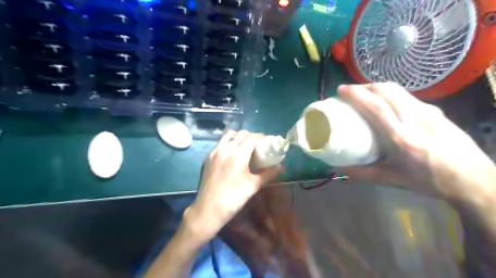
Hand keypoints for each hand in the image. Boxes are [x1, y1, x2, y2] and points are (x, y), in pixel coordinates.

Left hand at [182, 129, 282, 242]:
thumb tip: (282, 167)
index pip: (251, 137)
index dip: (260, 136)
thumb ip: (268, 174)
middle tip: (256, 145)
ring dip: (238, 136)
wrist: (208, 210)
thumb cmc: (233, 199)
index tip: (266, 141)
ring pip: (228, 135)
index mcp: (237, 156)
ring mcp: (215, 152)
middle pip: (240, 133)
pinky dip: (229, 141)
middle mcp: (225, 150)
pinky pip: (220, 142)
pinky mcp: (208, 157)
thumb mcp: (253, 186)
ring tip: (244, 145)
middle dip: (250, 136)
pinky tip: (233, 152)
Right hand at [337, 83, 495, 203]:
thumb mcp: (394, 180)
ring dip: (378, 87)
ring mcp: (428, 112)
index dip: (357, 95)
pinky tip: (388, 103)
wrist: (474, 180)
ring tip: (366, 93)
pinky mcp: (436, 111)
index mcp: (402, 138)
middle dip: (365, 86)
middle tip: (351, 91)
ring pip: (398, 90)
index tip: (342, 90)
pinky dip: (391, 94)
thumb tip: (342, 169)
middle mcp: (415, 119)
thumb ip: (365, 174)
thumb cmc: (430, 180)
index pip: (376, 107)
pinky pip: (408, 96)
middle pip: (387, 91)